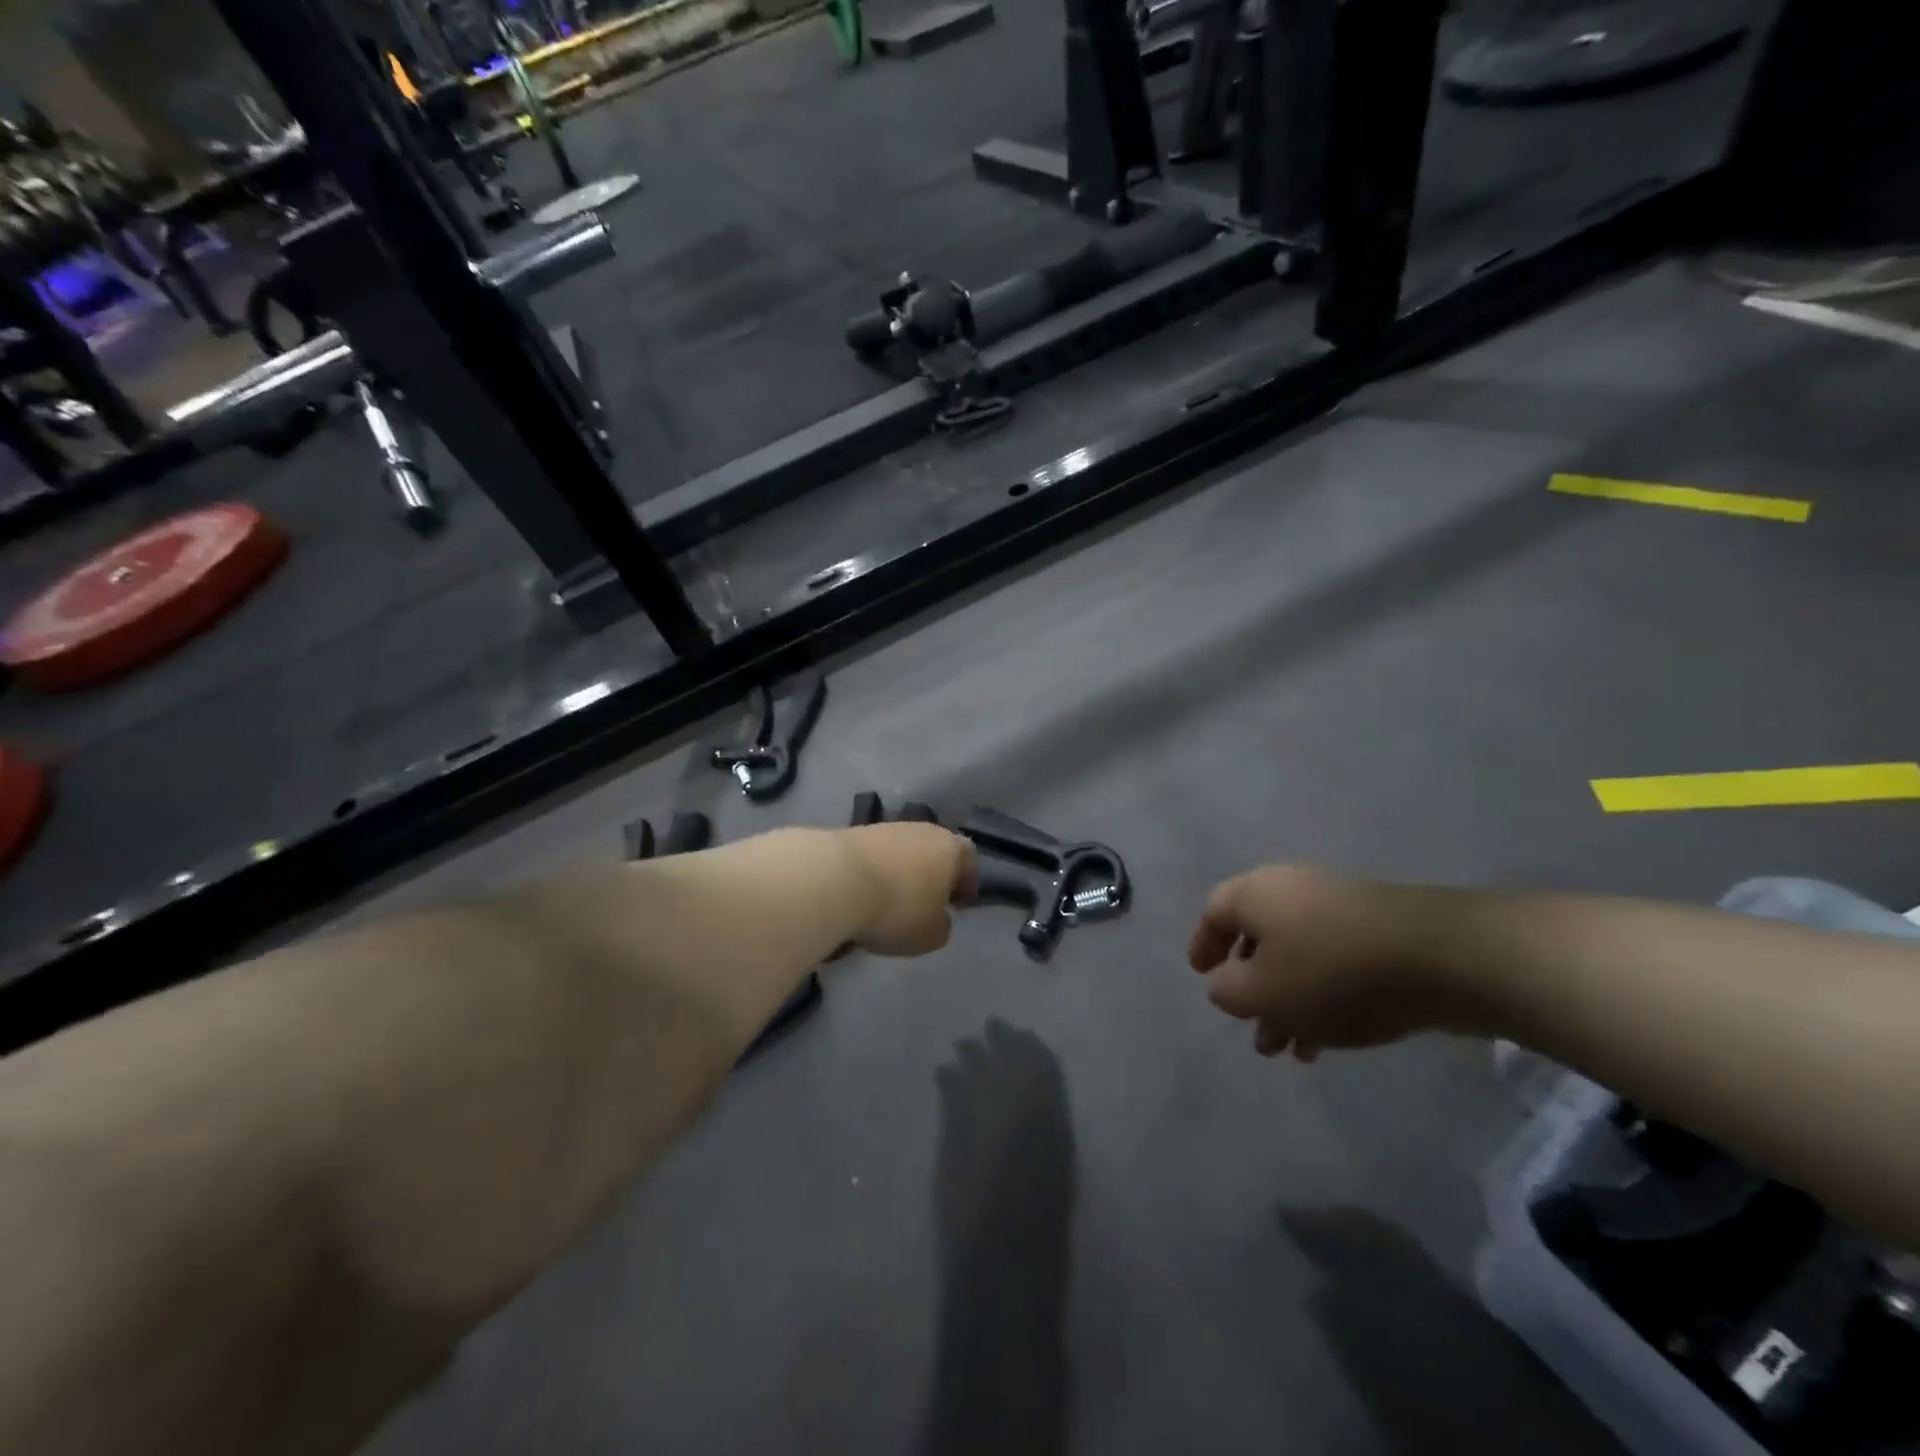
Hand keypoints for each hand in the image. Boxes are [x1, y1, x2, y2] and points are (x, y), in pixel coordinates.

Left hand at [842, 824, 978, 955]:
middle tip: (923, 904)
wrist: (834, 879)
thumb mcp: (931, 935)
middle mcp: (922, 830)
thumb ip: (942, 926)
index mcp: (950, 848)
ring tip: (886, 903)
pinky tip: (861, 896)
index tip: (956, 905)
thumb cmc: (897, 908)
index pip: (969, 859)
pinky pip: (874, 857)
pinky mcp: (855, 832)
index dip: (966, 883)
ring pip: (902, 852)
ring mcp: (887, 827)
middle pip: (934, 851)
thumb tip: (936, 918)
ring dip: (899, 874)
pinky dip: (873, 874)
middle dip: (931, 876)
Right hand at [1187, 865, 1463, 1060]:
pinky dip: (1320, 996)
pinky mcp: (1377, 930)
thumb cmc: (1330, 972)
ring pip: (1296, 956)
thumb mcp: (1260, 992)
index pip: (1213, 913)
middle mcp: (1291, 890)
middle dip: (1251, 987)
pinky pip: (1332, 963)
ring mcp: (1338, 908)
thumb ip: (1228, 991)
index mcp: (1255, 893)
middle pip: (1257, 938)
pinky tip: (1328, 1039)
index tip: (1201, 976)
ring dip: (1286, 1001)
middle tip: (1252, 1028)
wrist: (1438, 957)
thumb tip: (1225, 984)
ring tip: (1291, 1050)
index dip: (1203, 946)